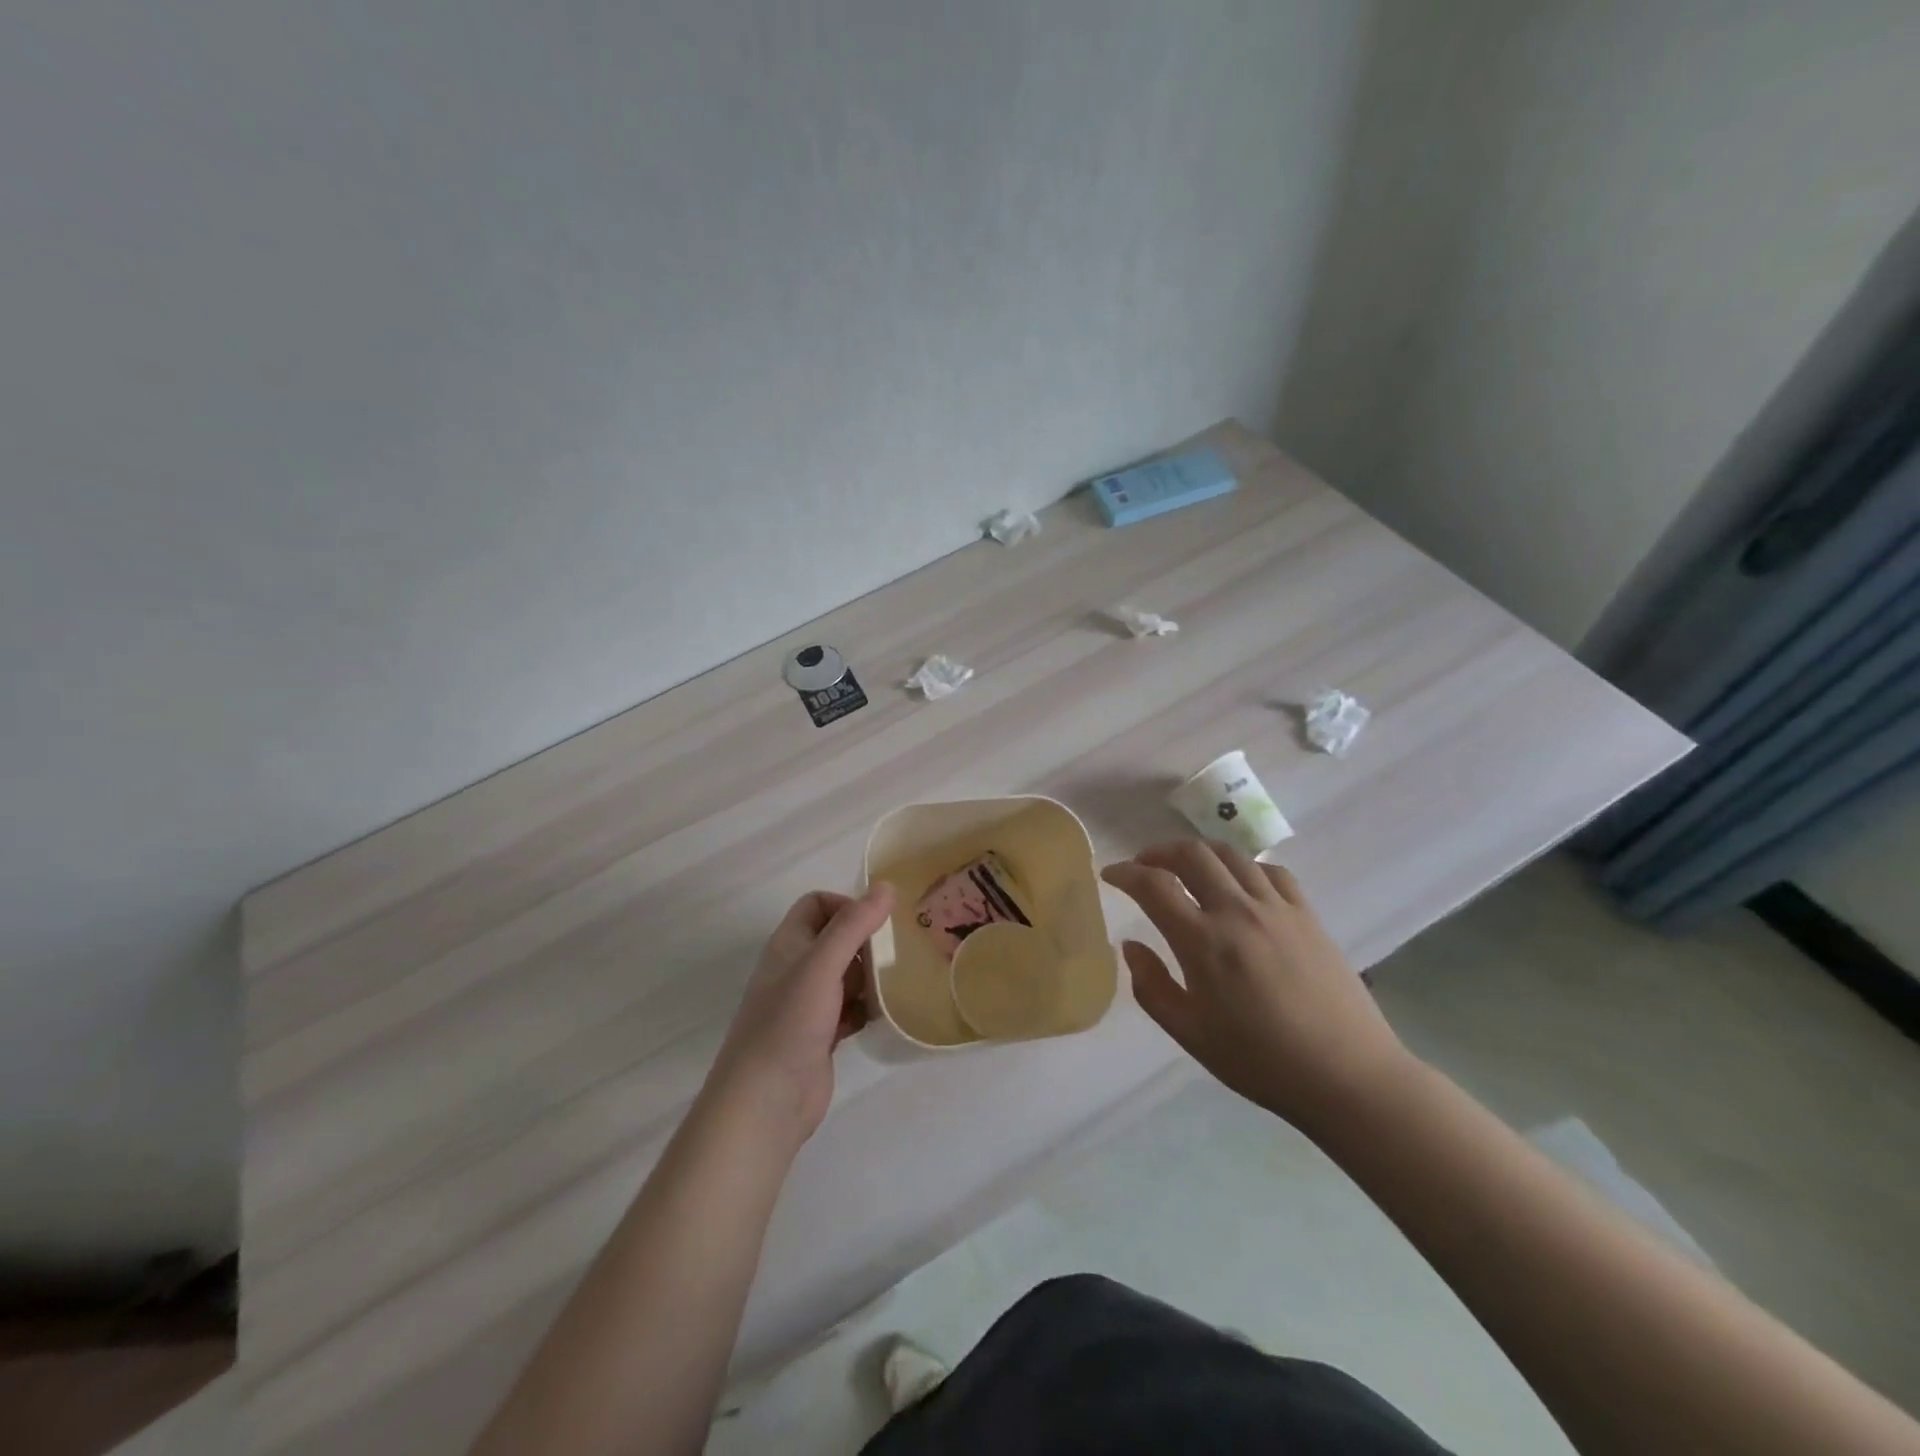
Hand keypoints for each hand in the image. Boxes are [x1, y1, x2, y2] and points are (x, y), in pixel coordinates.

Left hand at [706, 882, 895, 1150]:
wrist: (766, 1102)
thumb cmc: (789, 1023)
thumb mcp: (822, 966)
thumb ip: (853, 925)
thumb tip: (886, 887)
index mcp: (789, 945)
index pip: (817, 904)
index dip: (846, 905)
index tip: (876, 923)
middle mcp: (796, 969)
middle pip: (836, 939)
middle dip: (866, 941)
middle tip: (898, 951)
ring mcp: (808, 1004)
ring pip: (846, 975)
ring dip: (871, 975)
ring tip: (899, 980)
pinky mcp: (822, 1035)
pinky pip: (851, 1009)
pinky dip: (868, 1007)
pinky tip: (885, 1014)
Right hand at [1101, 841, 1410, 1130]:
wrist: (1347, 1076)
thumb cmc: (1260, 1061)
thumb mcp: (1191, 1034)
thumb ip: (1152, 987)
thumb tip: (1130, 947)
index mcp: (1203, 942)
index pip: (1153, 886)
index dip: (1125, 873)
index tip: (1110, 874)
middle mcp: (1237, 911)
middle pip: (1191, 855)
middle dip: (1159, 852)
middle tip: (1145, 866)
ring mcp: (1277, 908)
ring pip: (1230, 855)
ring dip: (1199, 853)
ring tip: (1186, 869)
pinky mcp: (1307, 914)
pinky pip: (1270, 871)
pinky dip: (1243, 867)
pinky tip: (1239, 885)